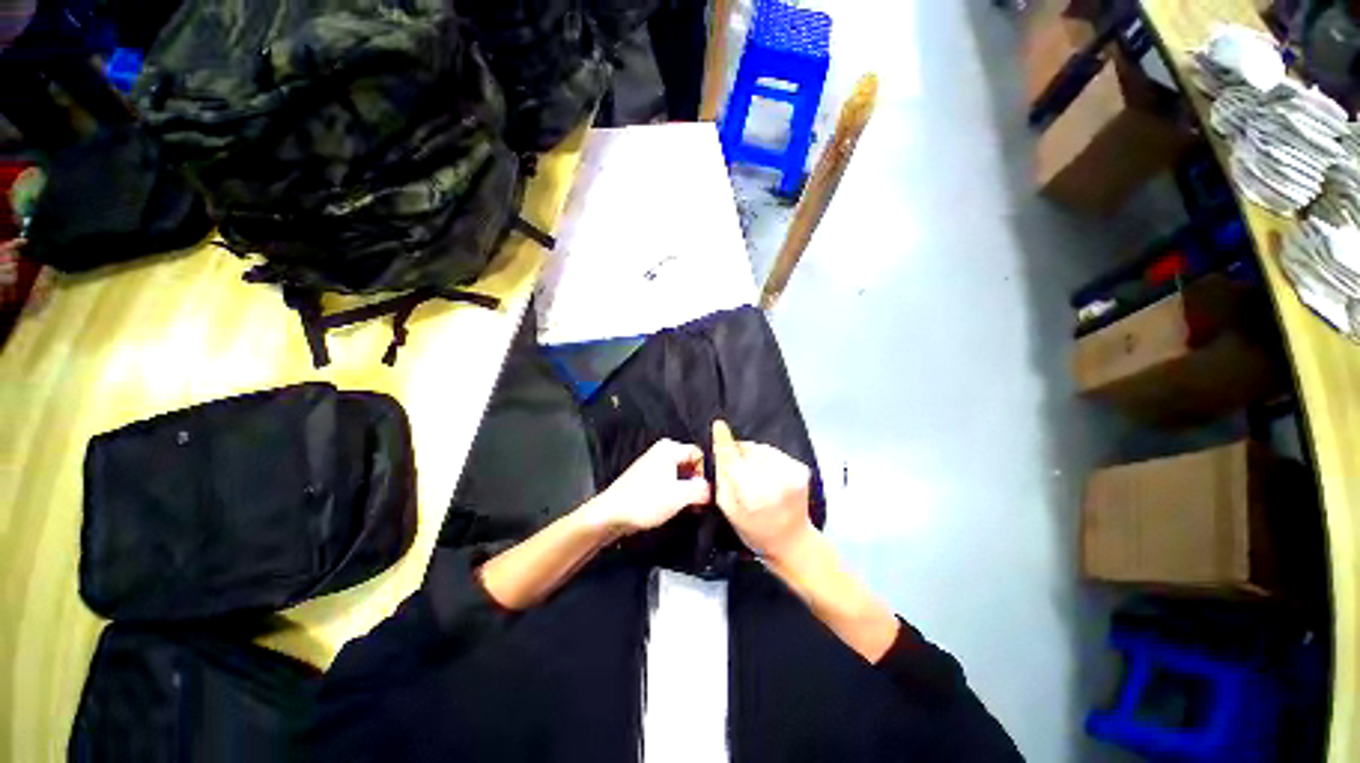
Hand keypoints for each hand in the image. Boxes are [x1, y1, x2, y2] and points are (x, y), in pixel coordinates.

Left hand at [588, 439, 710, 534]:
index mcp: (669, 448)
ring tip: (690, 507)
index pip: (699, 454)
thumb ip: (701, 490)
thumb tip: (712, 490)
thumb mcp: (679, 496)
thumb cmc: (645, 501)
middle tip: (701, 502)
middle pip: (690, 463)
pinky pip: (669, 481)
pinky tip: (675, 507)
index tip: (708, 493)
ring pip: (680, 474)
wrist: (611, 514)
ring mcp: (653, 464)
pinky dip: (675, 492)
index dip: (706, 473)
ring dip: (687, 490)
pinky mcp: (646, 478)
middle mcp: (661, 451)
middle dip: (697, 482)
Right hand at [711, 419, 815, 561]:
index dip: (724, 440)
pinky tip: (769, 476)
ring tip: (756, 475)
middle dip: (740, 455)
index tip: (718, 425)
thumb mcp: (728, 508)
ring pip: (763, 450)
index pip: (733, 457)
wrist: (793, 542)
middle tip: (739, 470)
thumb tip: (719, 448)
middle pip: (748, 450)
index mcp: (752, 492)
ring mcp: (791, 472)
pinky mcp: (801, 469)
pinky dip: (769, 460)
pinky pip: (776, 454)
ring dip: (755, 456)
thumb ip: (722, 477)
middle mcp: (773, 478)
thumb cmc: (755, 530)